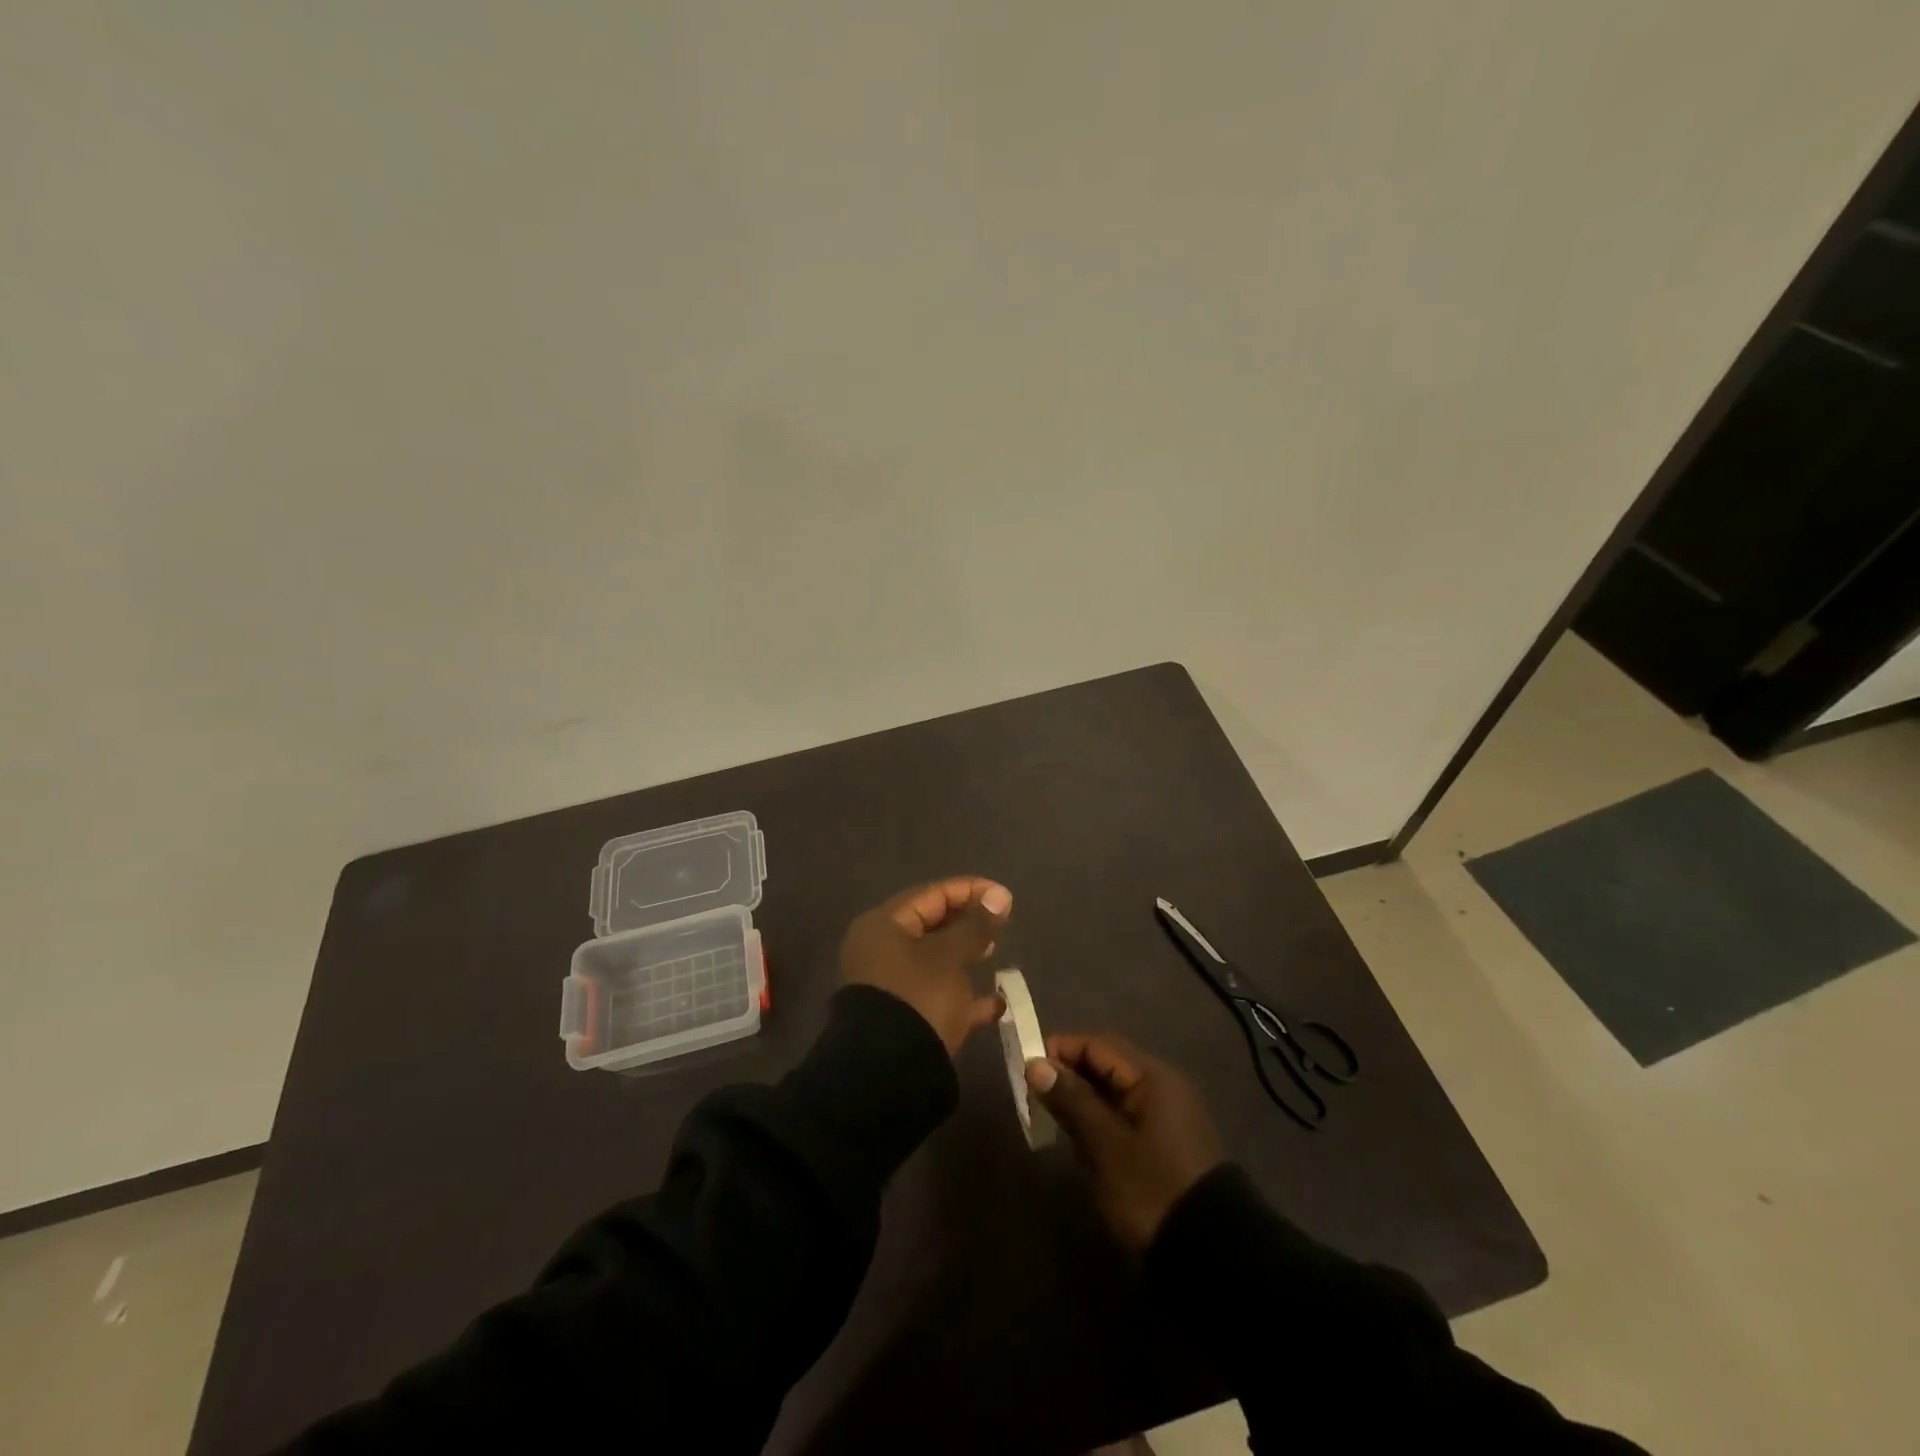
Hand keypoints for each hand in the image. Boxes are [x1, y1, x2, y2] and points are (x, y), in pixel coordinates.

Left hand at [839, 878, 1012, 1055]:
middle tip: (1000, 923)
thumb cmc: (919, 997)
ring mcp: (889, 986)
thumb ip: (976, 925)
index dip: (970, 891)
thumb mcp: (950, 956)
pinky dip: (962, 996)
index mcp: (884, 926)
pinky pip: (936, 996)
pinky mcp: (901, 1018)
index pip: (931, 894)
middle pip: (930, 925)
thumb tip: (999, 896)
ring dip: (965, 957)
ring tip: (994, 954)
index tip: (1004, 896)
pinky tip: (995, 1005)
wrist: (889, 1073)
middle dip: (967, 923)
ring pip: (934, 961)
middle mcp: (880, 950)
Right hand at [1027, 1032, 1223, 1250]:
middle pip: (1106, 1065)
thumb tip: (1036, 1064)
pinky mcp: (1165, 1142)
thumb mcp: (1106, 1145)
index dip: (1061, 1050)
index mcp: (1153, 1077)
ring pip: (1113, 1092)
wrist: (1210, 1256)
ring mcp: (1166, 1115)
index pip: (1098, 1045)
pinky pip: (1124, 1116)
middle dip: (1069, 1077)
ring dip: (1082, 1102)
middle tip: (1035, 1099)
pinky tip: (1081, 1144)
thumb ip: (1071, 1100)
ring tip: (1053, 1123)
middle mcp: (1162, 1086)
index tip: (1027, 1069)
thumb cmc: (1152, 1190)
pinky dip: (1099, 1122)